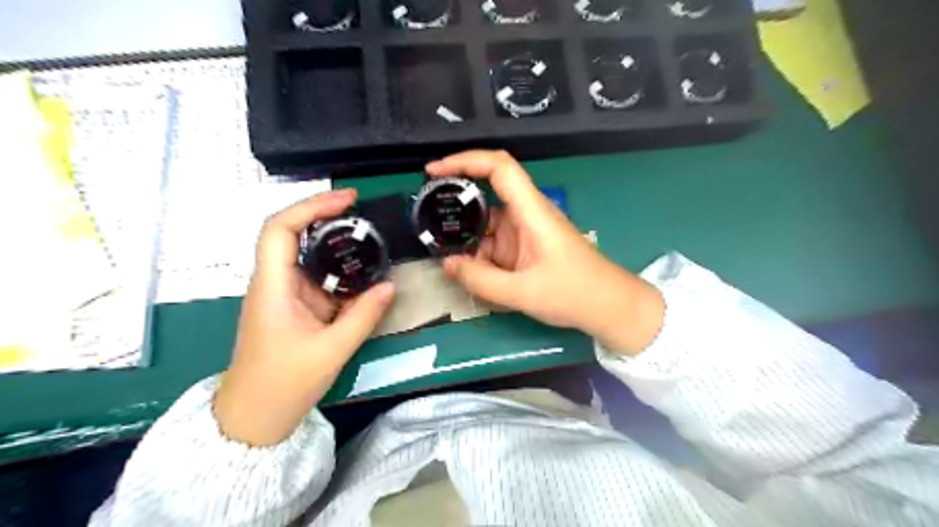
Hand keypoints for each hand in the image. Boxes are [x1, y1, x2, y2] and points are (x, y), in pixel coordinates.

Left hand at [214, 190, 392, 443]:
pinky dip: (337, 268)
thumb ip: (364, 315)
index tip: (347, 200)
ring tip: (366, 233)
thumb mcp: (332, 350)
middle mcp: (273, 282)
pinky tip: (360, 269)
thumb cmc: (284, 384)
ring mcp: (282, 294)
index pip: (280, 229)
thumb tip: (390, 286)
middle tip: (361, 210)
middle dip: (324, 215)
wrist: (253, 417)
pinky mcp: (292, 306)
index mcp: (272, 286)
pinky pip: (315, 277)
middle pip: (291, 233)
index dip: (311, 206)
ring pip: (305, 254)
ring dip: (333, 241)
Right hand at [429, 151, 662, 358]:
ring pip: (487, 224)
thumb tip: (447, 264)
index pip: (499, 167)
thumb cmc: (575, 293)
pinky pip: (495, 243)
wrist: (610, 307)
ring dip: (467, 238)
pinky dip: (479, 254)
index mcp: (532, 212)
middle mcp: (527, 214)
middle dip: (456, 205)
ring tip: (442, 253)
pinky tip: (467, 270)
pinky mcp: (526, 248)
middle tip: (427, 220)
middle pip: (487, 195)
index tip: (434, 170)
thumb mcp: (523, 292)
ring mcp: (526, 232)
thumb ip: (481, 280)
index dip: (465, 160)